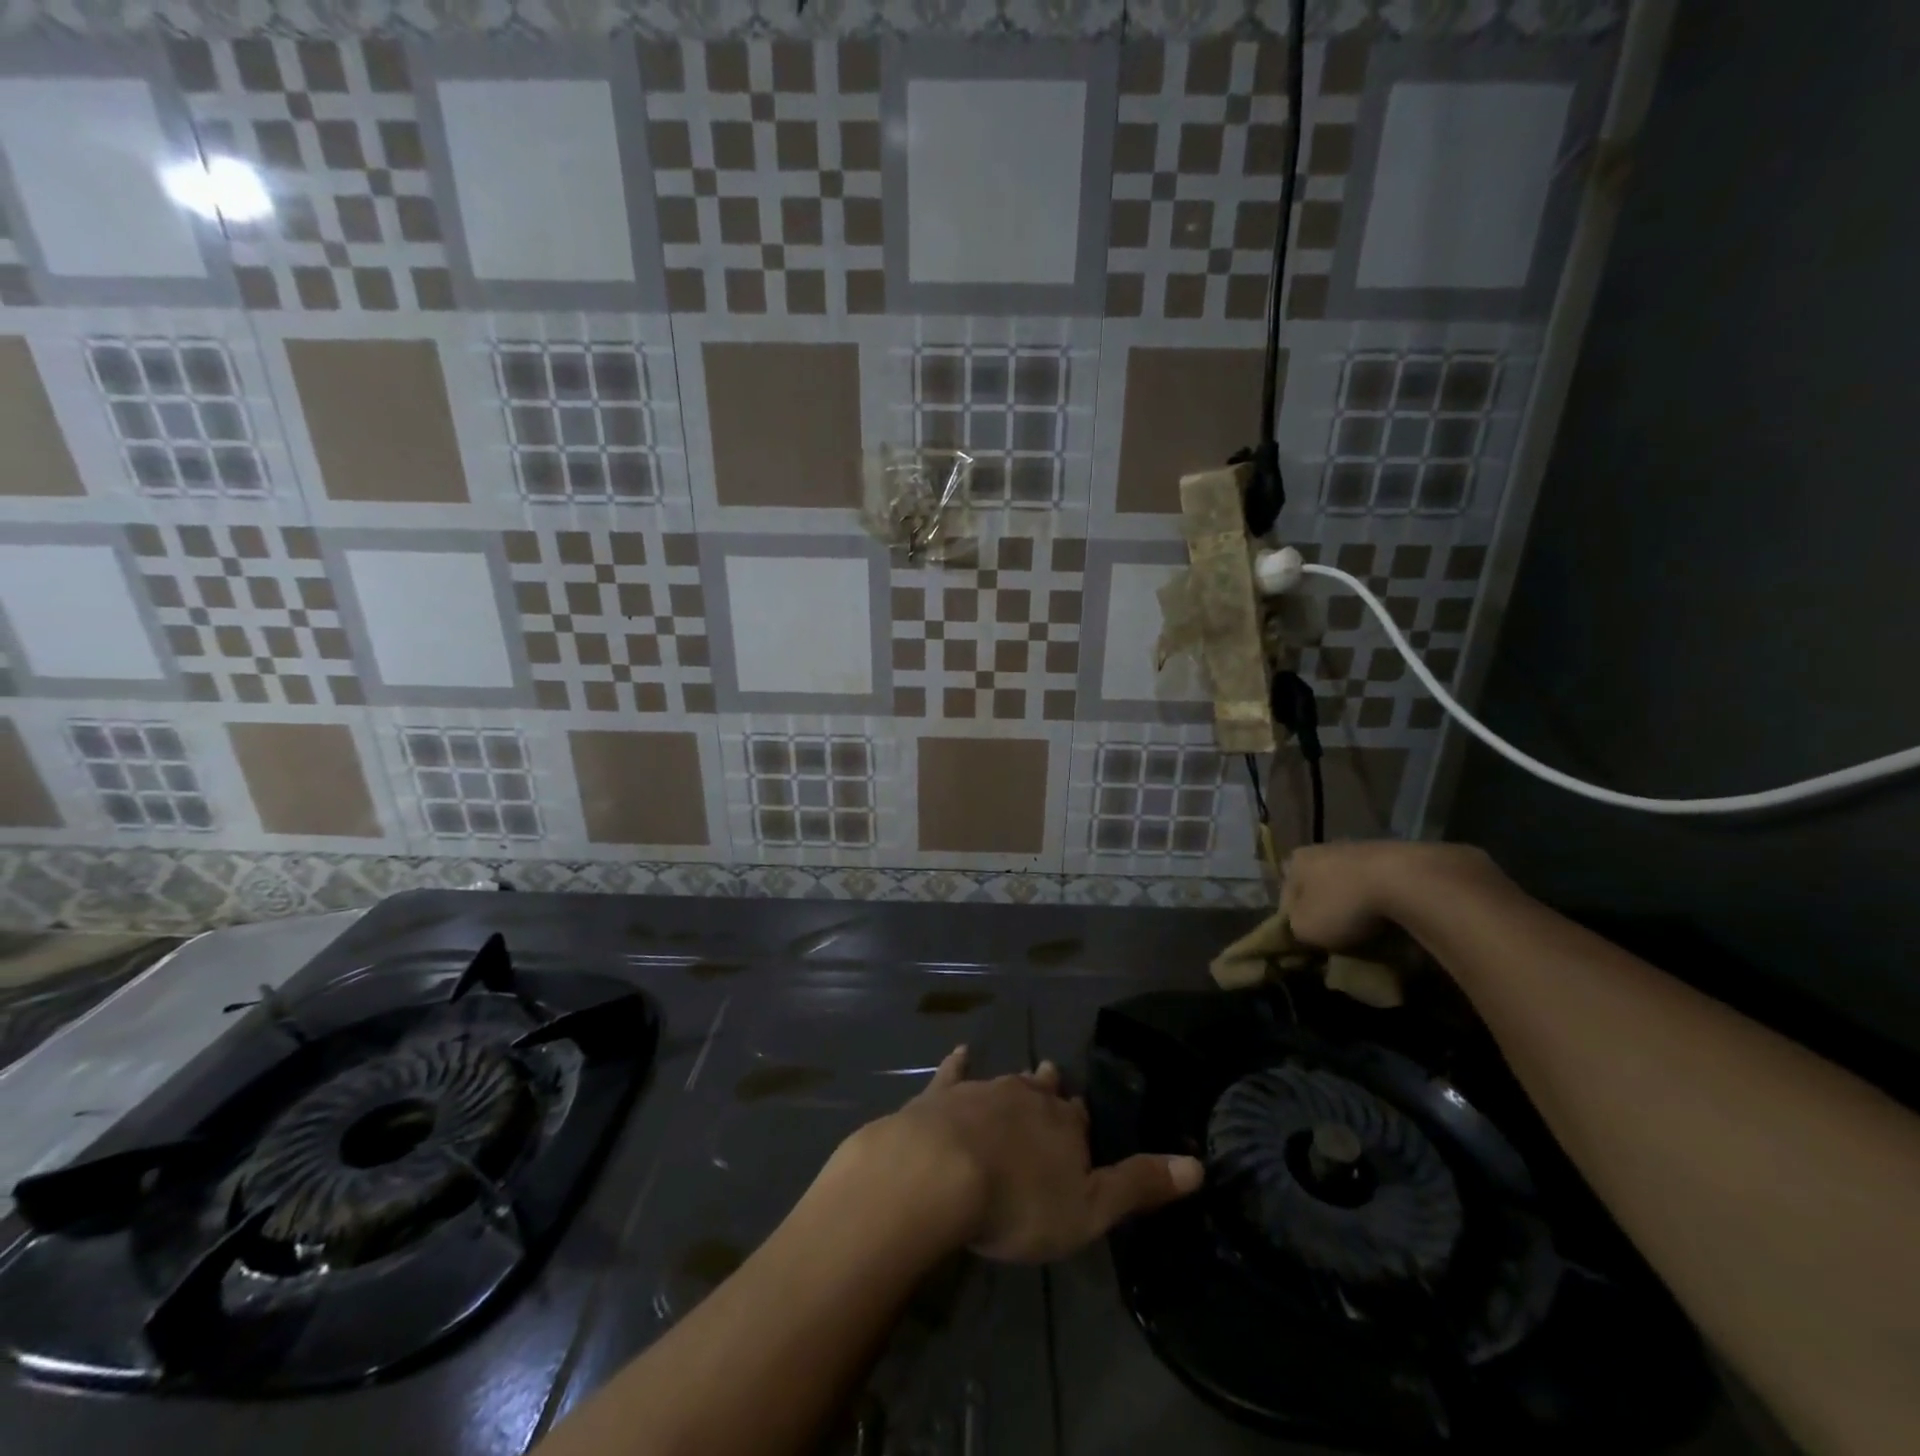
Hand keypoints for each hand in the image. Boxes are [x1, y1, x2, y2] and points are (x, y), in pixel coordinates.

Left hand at [837, 1047, 1203, 1263]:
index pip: (1079, 1117)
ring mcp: (981, 1091)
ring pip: (1006, 1081)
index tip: (1082, 1119)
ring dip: (1016, 1083)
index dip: (1081, 1121)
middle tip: (1053, 1082)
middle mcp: (1026, 1097)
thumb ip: (1139, 1185)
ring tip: (1024, 1076)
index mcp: (1063, 1125)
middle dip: (1050, 1091)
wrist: (939, 1173)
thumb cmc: (1018, 1202)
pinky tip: (960, 1052)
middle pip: (1043, 1090)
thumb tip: (1198, 1165)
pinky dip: (958, 1064)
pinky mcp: (941, 1095)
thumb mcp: (1089, 1209)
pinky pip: (952, 1073)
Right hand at [1282, 840, 1501, 951]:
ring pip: (1349, 884)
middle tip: (1337, 938)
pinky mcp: (1394, 855)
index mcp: (1296, 861)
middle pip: (1318, 887)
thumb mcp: (1305, 928)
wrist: (1407, 880)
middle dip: (1326, 910)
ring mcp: (1360, 849)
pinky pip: (1378, 884)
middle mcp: (1323, 848)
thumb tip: (1302, 928)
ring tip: (1368, 932)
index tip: (1310, 944)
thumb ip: (1295, 928)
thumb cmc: (1343, 904)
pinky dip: (1381, 901)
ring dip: (1354, 905)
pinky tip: (1392, 919)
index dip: (1295, 922)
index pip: (1286, 897)